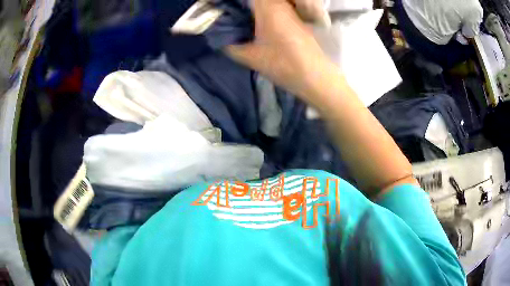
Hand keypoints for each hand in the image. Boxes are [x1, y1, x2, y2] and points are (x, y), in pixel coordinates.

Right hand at [225, 0, 334, 100]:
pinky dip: (262, 9)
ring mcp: (290, 9)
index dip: (232, 1)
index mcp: (268, 7)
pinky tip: (254, 19)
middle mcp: (280, 3)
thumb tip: (219, 37)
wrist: (315, 76)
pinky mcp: (296, 17)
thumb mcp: (250, 57)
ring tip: (239, 15)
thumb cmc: (283, 65)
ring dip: (252, 6)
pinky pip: (276, 5)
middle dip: (241, 3)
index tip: (220, 5)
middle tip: (229, 12)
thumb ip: (229, 45)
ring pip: (268, 1)